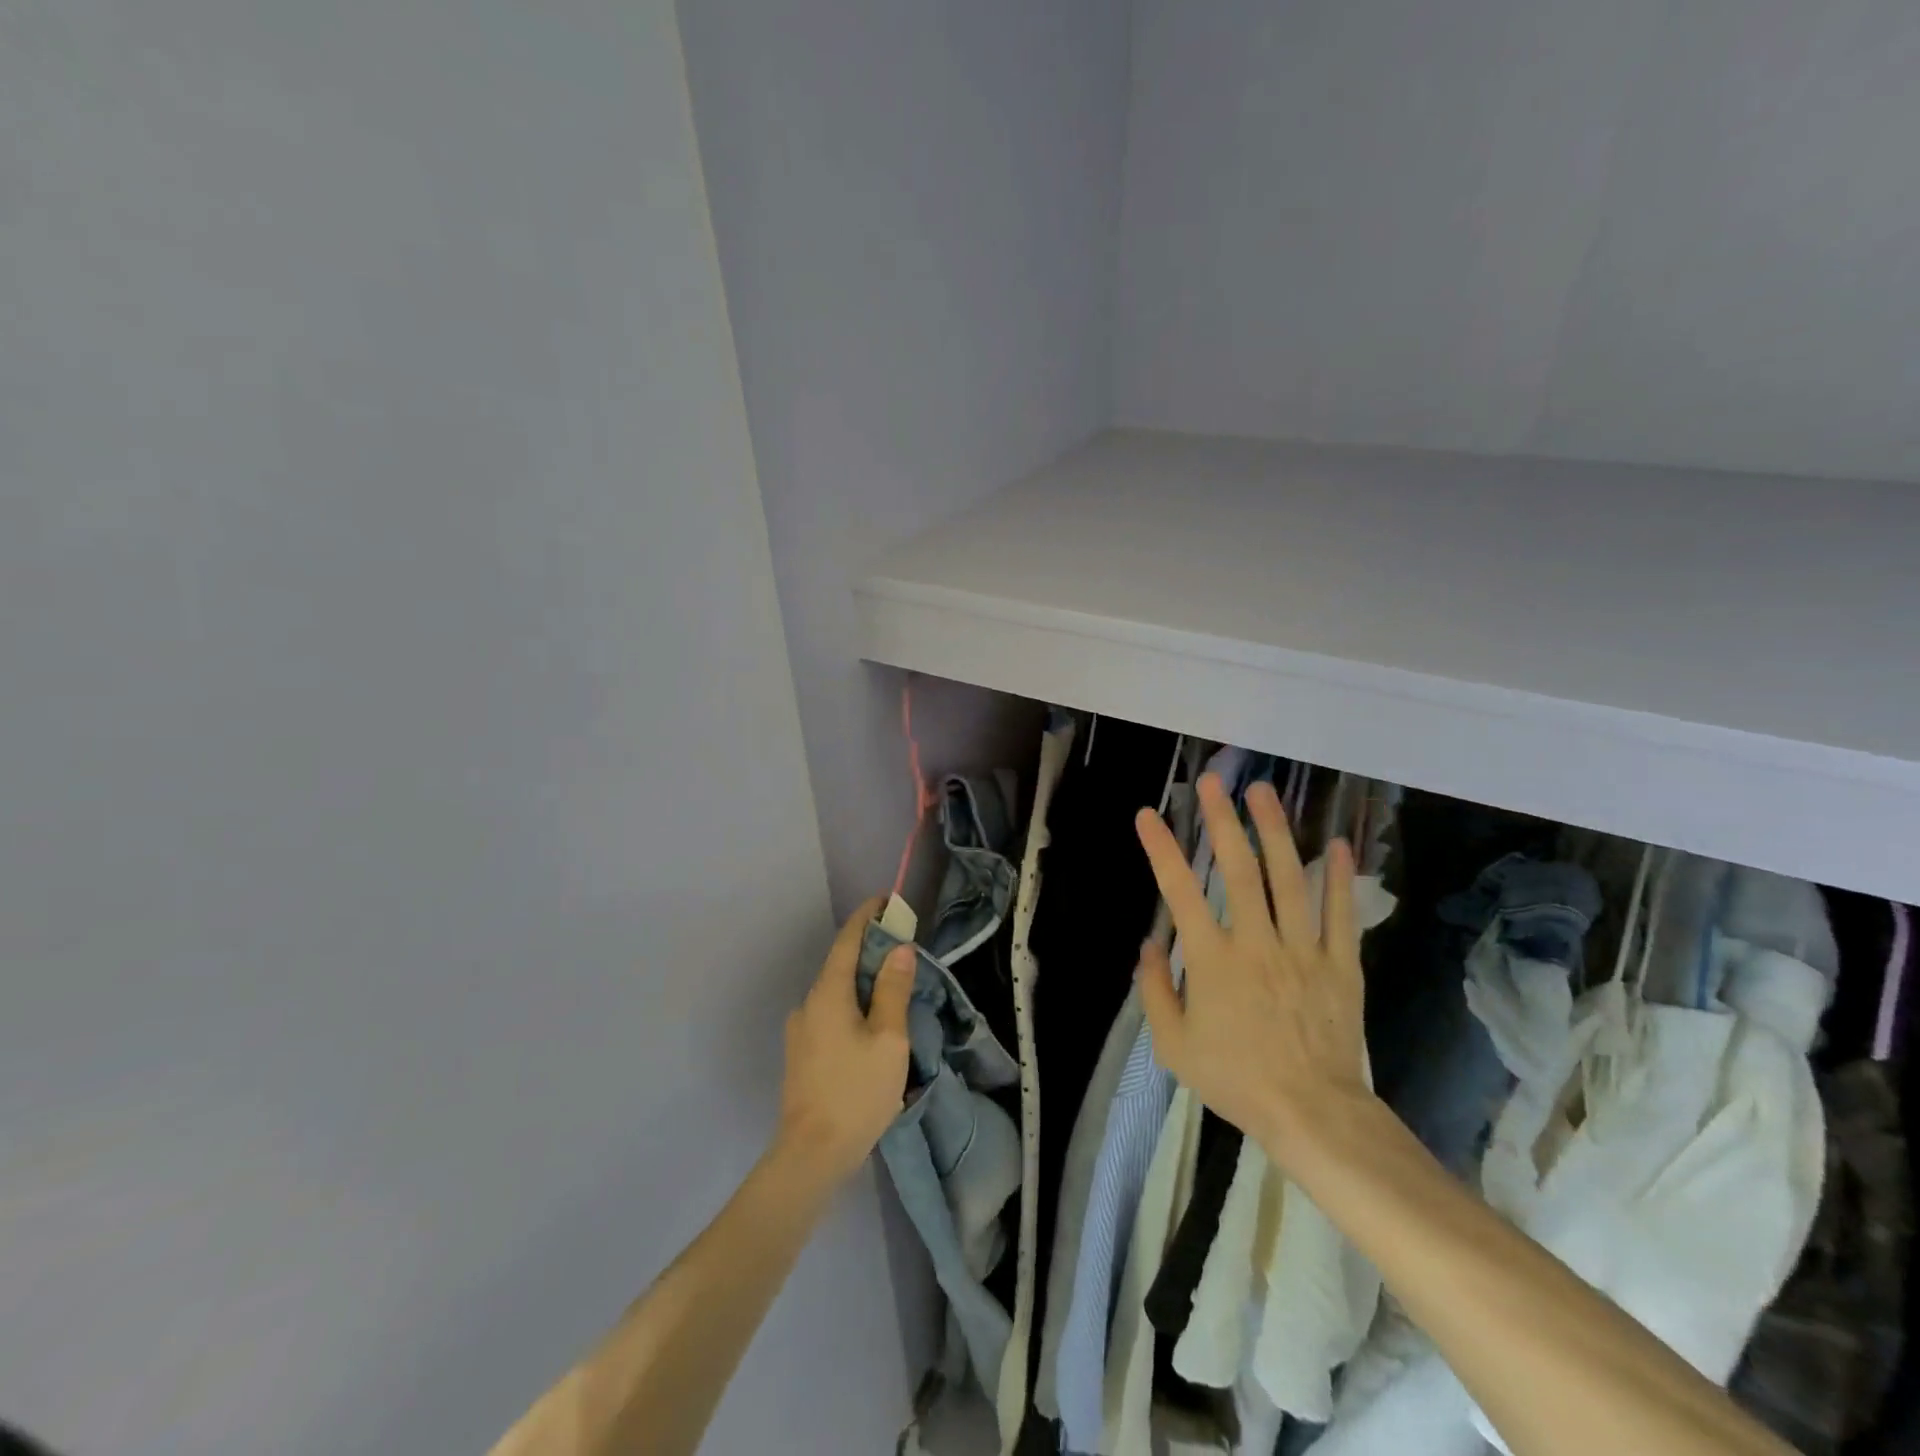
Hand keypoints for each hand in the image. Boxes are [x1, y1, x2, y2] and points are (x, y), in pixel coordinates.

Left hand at [775, 896, 914, 1181]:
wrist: (811, 1155)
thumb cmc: (856, 1091)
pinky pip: (831, 1014)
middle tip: (902, 948)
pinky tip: (872, 1026)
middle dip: (870, 951)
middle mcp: (808, 1003)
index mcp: (828, 993)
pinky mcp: (801, 1054)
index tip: (886, 901)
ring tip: (893, 989)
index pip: (847, 940)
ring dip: (862, 982)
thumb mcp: (888, 1039)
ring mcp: (800, 1030)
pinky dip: (853, 1006)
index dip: (866, 917)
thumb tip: (898, 949)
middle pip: (841, 965)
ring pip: (836, 992)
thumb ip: (893, 990)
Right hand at [1133, 774, 1373, 1165]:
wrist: (1312, 1115)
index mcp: (1213, 961)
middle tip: (1214, 781)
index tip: (1147, 815)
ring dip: (1275, 832)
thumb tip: (1151, 944)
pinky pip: (1339, 914)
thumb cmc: (1236, 1079)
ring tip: (1264, 793)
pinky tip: (1337, 843)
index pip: (1180, 892)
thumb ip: (1156, 990)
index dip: (1161, 849)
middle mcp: (1256, 943)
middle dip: (1223, 821)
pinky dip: (1339, 878)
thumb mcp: (1174, 1046)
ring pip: (1288, 880)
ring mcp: (1302, 950)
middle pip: (1239, 870)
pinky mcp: (1339, 965)